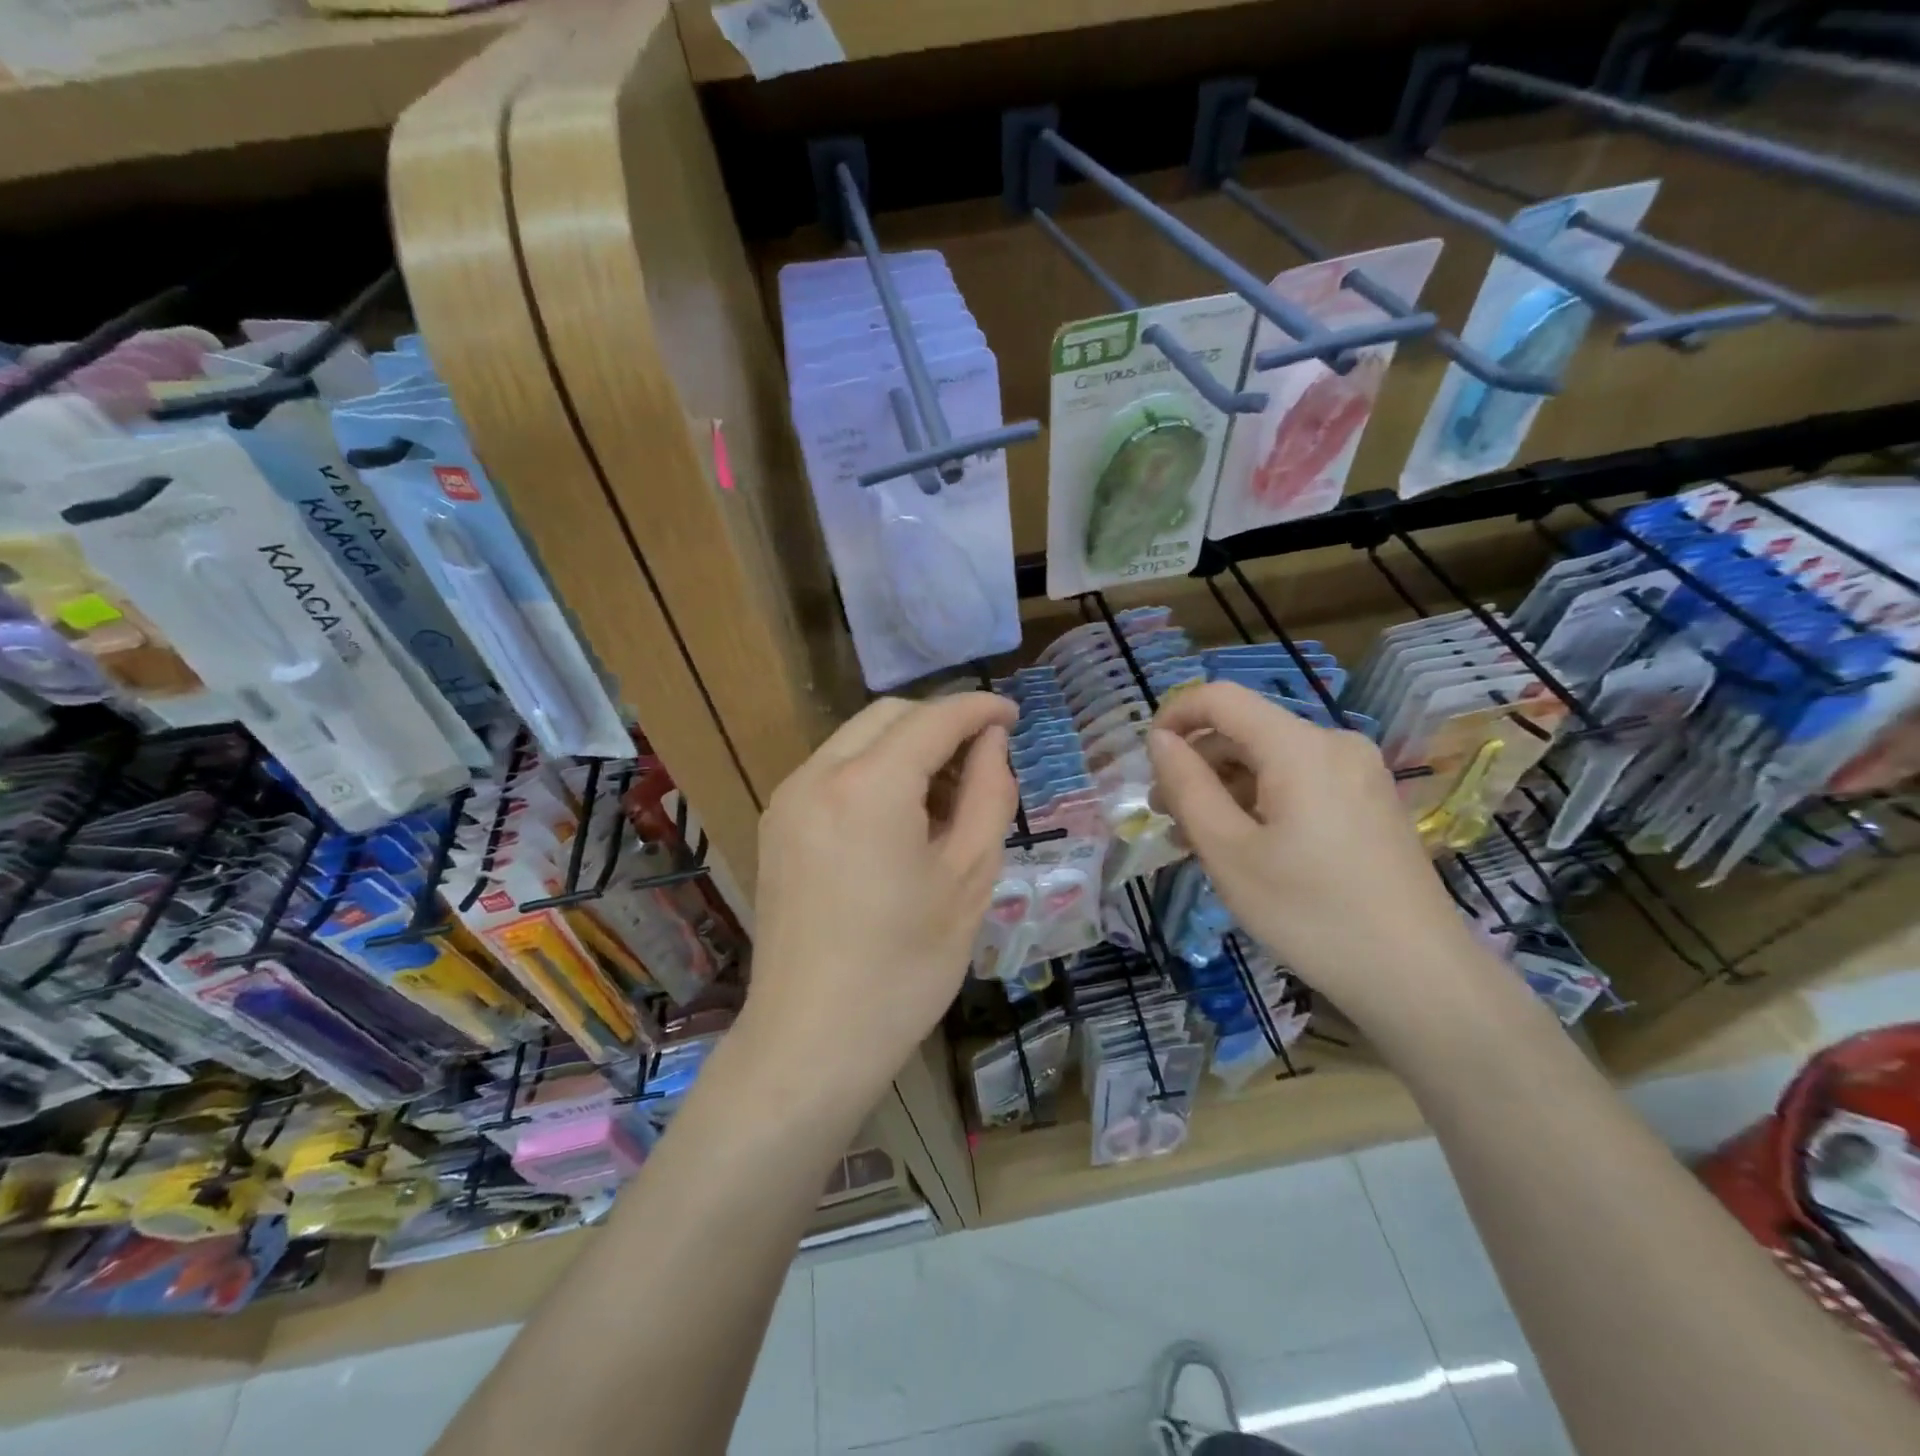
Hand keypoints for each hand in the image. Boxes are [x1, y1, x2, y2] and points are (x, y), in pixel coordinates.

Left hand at [747, 693, 1016, 1097]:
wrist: (811, 1040)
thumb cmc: (905, 967)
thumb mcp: (969, 877)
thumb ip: (989, 793)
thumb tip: (991, 742)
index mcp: (869, 786)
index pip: (934, 718)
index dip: (979, 709)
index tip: (1014, 715)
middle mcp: (817, 775)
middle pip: (888, 716)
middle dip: (940, 723)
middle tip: (983, 762)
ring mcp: (788, 799)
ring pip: (857, 740)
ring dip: (906, 748)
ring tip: (947, 798)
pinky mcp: (777, 826)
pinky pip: (833, 772)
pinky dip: (874, 772)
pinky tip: (901, 819)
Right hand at [1148, 682, 1480, 1022]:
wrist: (1418, 978)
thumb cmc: (1310, 913)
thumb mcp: (1228, 851)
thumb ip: (1187, 785)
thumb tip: (1160, 739)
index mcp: (1299, 747)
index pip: (1221, 698)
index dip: (1174, 717)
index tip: (1147, 762)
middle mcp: (1333, 744)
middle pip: (1246, 731)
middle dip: (1198, 765)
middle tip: (1167, 819)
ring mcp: (1358, 773)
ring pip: (1270, 760)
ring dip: (1226, 789)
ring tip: (1199, 841)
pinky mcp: (1369, 802)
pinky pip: (1299, 782)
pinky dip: (1261, 802)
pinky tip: (1245, 847)